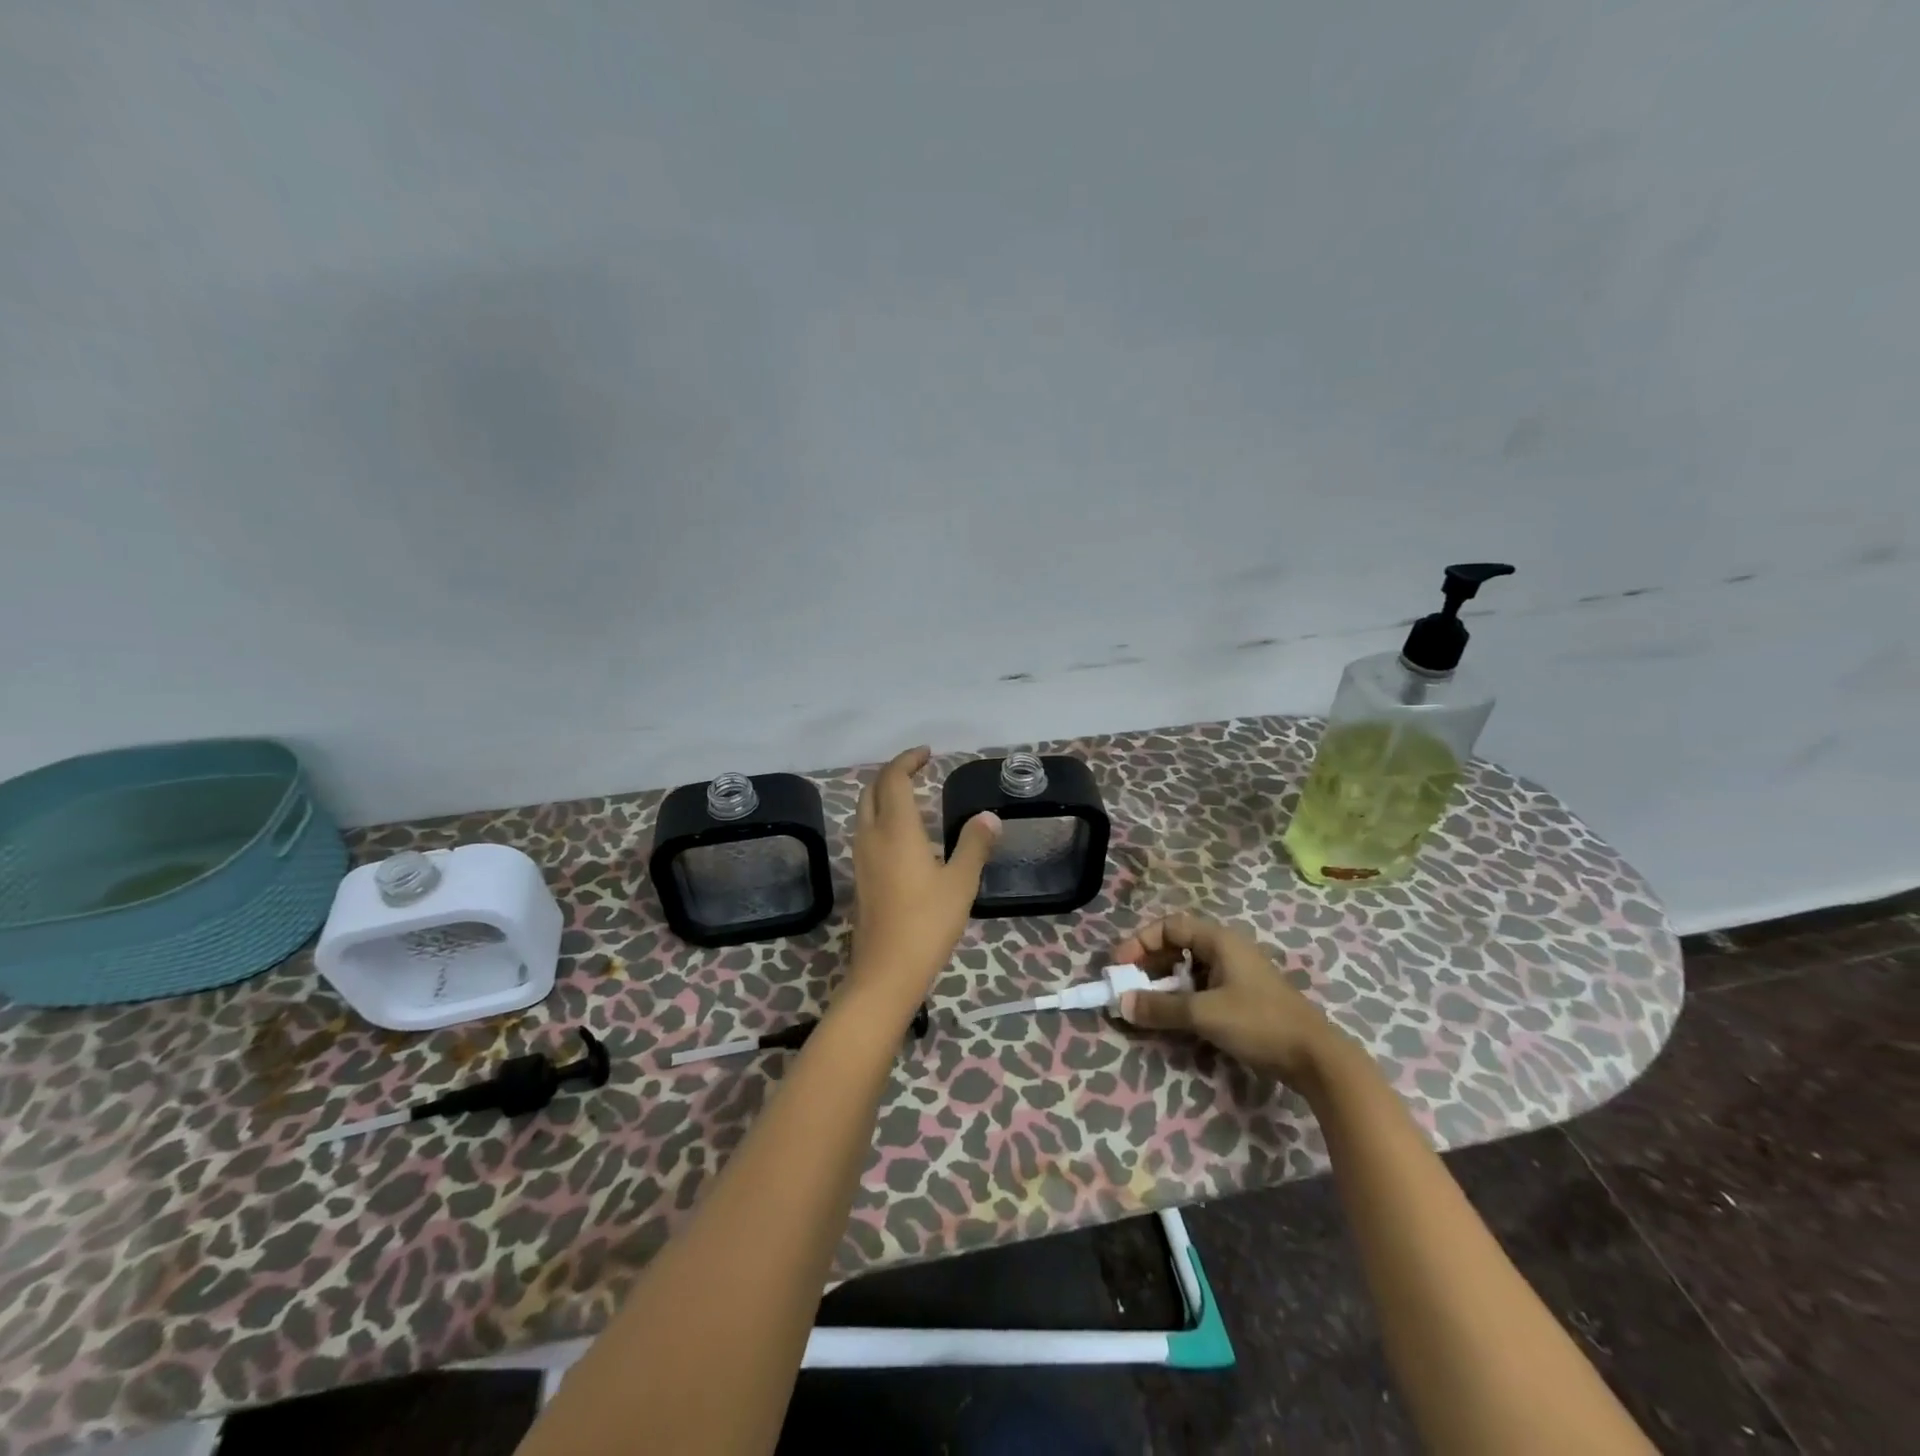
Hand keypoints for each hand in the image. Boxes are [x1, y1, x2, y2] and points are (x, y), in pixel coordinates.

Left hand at [844, 747, 1000, 1019]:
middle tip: (918, 768)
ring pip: (864, 811)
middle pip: (872, 790)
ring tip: (909, 794)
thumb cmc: (927, 923)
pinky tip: (901, 833)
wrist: (886, 971)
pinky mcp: (859, 877)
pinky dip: (880, 816)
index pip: (893, 779)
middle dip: (892, 773)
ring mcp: (861, 858)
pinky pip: (865, 831)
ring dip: (882, 794)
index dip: (907, 761)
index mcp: (896, 830)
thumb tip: (988, 817)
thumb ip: (974, 845)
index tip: (927, 754)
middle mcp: (871, 837)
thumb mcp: (961, 882)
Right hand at [1113, 913, 1340, 1083]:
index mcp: (1219, 941)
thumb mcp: (1204, 1014)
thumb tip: (1121, 1004)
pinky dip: (1183, 997)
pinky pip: (1203, 987)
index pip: (1169, 926)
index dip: (1140, 942)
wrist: (1317, 1058)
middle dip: (1149, 963)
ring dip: (1165, 983)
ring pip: (1190, 968)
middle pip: (1178, 945)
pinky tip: (1176, 1017)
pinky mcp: (1244, 997)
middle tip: (1129, 986)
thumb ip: (1161, 1008)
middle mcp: (1227, 950)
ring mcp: (1237, 974)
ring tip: (1148, 1003)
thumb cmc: (1259, 1023)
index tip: (1120, 966)